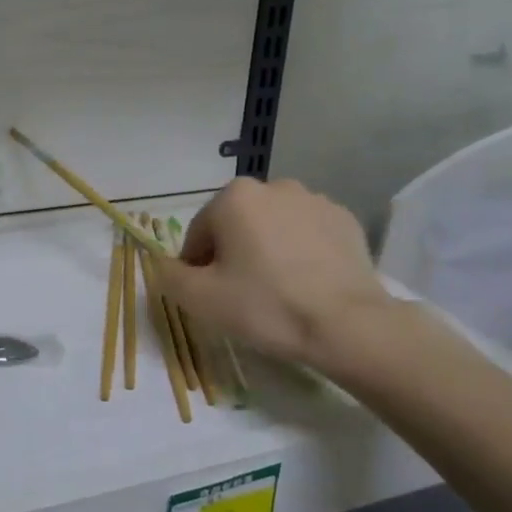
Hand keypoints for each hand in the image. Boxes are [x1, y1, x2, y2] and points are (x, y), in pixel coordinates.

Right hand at [156, 178, 397, 370]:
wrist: (347, 325)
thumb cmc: (265, 306)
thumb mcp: (200, 299)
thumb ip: (169, 276)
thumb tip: (163, 265)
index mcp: (234, 197)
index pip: (199, 233)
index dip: (197, 266)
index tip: (209, 295)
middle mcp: (274, 186)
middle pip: (237, 224)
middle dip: (233, 253)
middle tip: (241, 294)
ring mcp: (315, 200)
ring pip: (273, 227)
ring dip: (267, 249)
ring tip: (277, 290)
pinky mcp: (346, 220)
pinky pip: (308, 234)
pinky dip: (300, 252)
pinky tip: (306, 284)